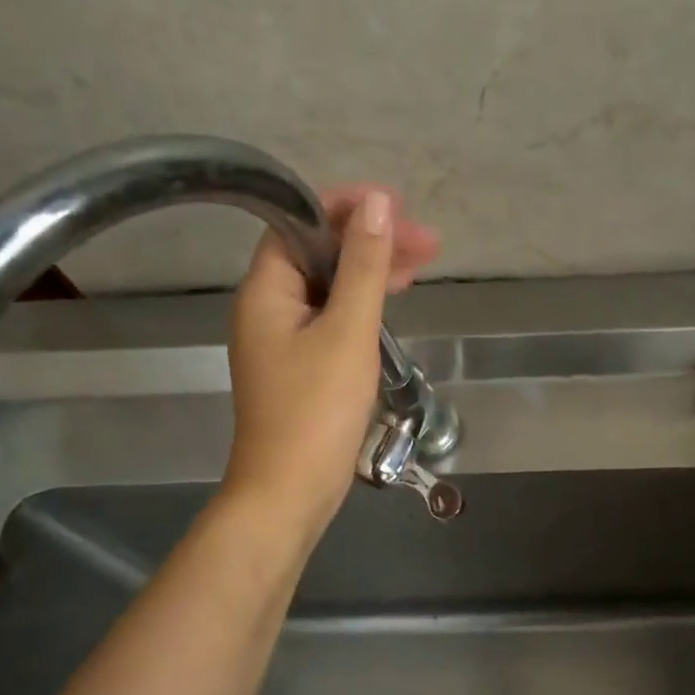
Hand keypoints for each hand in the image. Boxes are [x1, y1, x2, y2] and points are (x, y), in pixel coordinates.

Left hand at [221, 186, 440, 543]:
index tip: (396, 208)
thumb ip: (364, 266)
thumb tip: (378, 203)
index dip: (346, 208)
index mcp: (266, 290)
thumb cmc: (317, 410)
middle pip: (318, 254)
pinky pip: (331, 319)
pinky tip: (391, 305)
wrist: (290, 491)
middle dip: (370, 241)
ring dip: (371, 273)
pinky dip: (362, 306)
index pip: (298, 223)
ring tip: (422, 267)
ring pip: (329, 288)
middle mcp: (267, 307)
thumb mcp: (348, 332)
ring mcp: (283, 339)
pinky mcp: (300, 366)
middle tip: (428, 243)